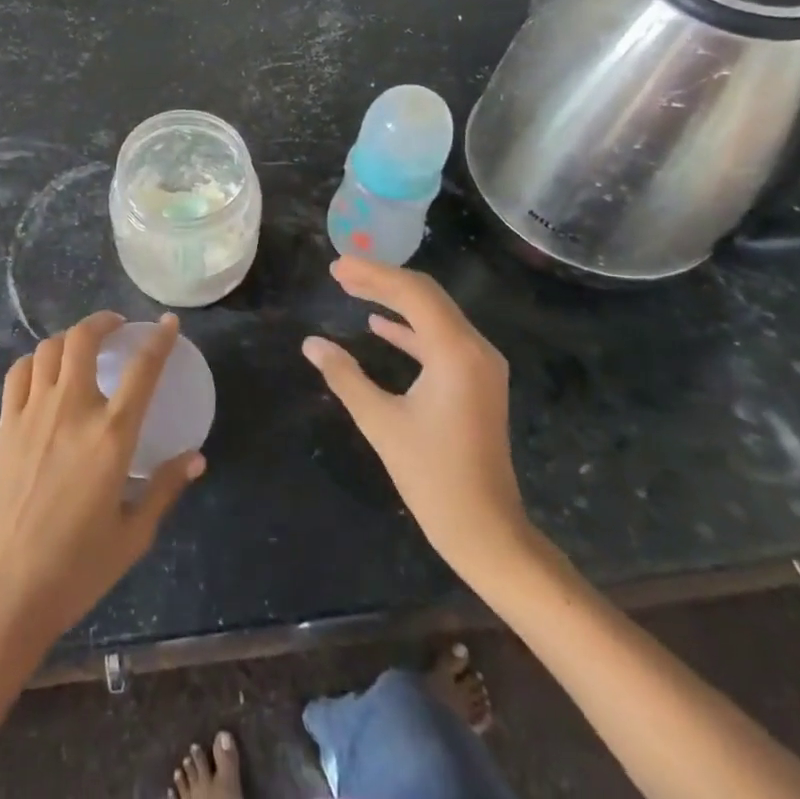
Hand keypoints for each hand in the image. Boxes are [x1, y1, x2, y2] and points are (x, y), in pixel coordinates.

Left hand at [0, 312, 204, 664]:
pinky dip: (35, 361)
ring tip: (82, 348)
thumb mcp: (133, 535)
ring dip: (69, 338)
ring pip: (48, 349)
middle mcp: (72, 410)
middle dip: (103, 321)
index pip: (142, 369)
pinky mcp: (6, 426)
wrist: (5, 592)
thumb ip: (165, 488)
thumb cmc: (77, 569)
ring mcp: (33, 413)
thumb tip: (196, 457)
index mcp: (111, 436)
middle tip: (117, 327)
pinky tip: (44, 373)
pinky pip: (19, 373)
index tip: (169, 323)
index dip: (159, 340)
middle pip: (84, 339)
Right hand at [303, 258, 534, 588]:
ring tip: (352, 288)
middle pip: (426, 296)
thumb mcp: (381, 423)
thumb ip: (345, 377)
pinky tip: (378, 325)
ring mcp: (480, 365)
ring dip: (394, 300)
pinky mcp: (476, 381)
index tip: (336, 267)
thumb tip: (311, 343)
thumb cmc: (433, 477)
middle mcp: (475, 349)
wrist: (487, 531)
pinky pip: (439, 338)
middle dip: (382, 280)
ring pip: (433, 314)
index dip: (372, 274)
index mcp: (455, 352)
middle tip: (340, 271)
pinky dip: (408, 327)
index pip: (412, 293)